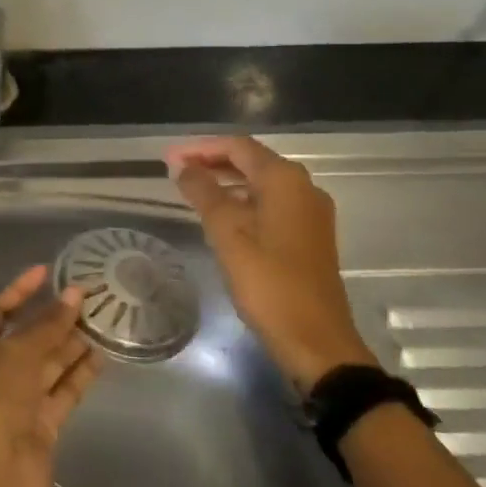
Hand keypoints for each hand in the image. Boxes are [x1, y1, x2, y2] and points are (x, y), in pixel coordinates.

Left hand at [0, 265, 103, 486]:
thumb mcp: (20, 352)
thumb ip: (50, 324)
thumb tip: (76, 293)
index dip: (21, 290)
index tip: (48, 272)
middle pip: (30, 335)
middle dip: (56, 316)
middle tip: (91, 295)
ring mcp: (21, 398)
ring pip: (51, 362)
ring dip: (74, 341)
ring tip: (105, 317)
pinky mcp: (44, 421)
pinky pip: (65, 388)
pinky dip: (81, 372)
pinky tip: (104, 353)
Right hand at [167, 135, 379, 392]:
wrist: (316, 339)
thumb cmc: (268, 284)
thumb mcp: (228, 235)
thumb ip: (204, 194)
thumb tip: (183, 167)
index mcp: (285, 181)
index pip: (239, 147)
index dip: (201, 148)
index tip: (169, 157)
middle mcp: (304, 188)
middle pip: (253, 161)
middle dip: (214, 162)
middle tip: (176, 171)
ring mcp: (311, 213)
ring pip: (263, 184)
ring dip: (228, 182)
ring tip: (193, 192)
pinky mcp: (311, 236)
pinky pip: (273, 205)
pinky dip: (245, 202)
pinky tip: (223, 218)